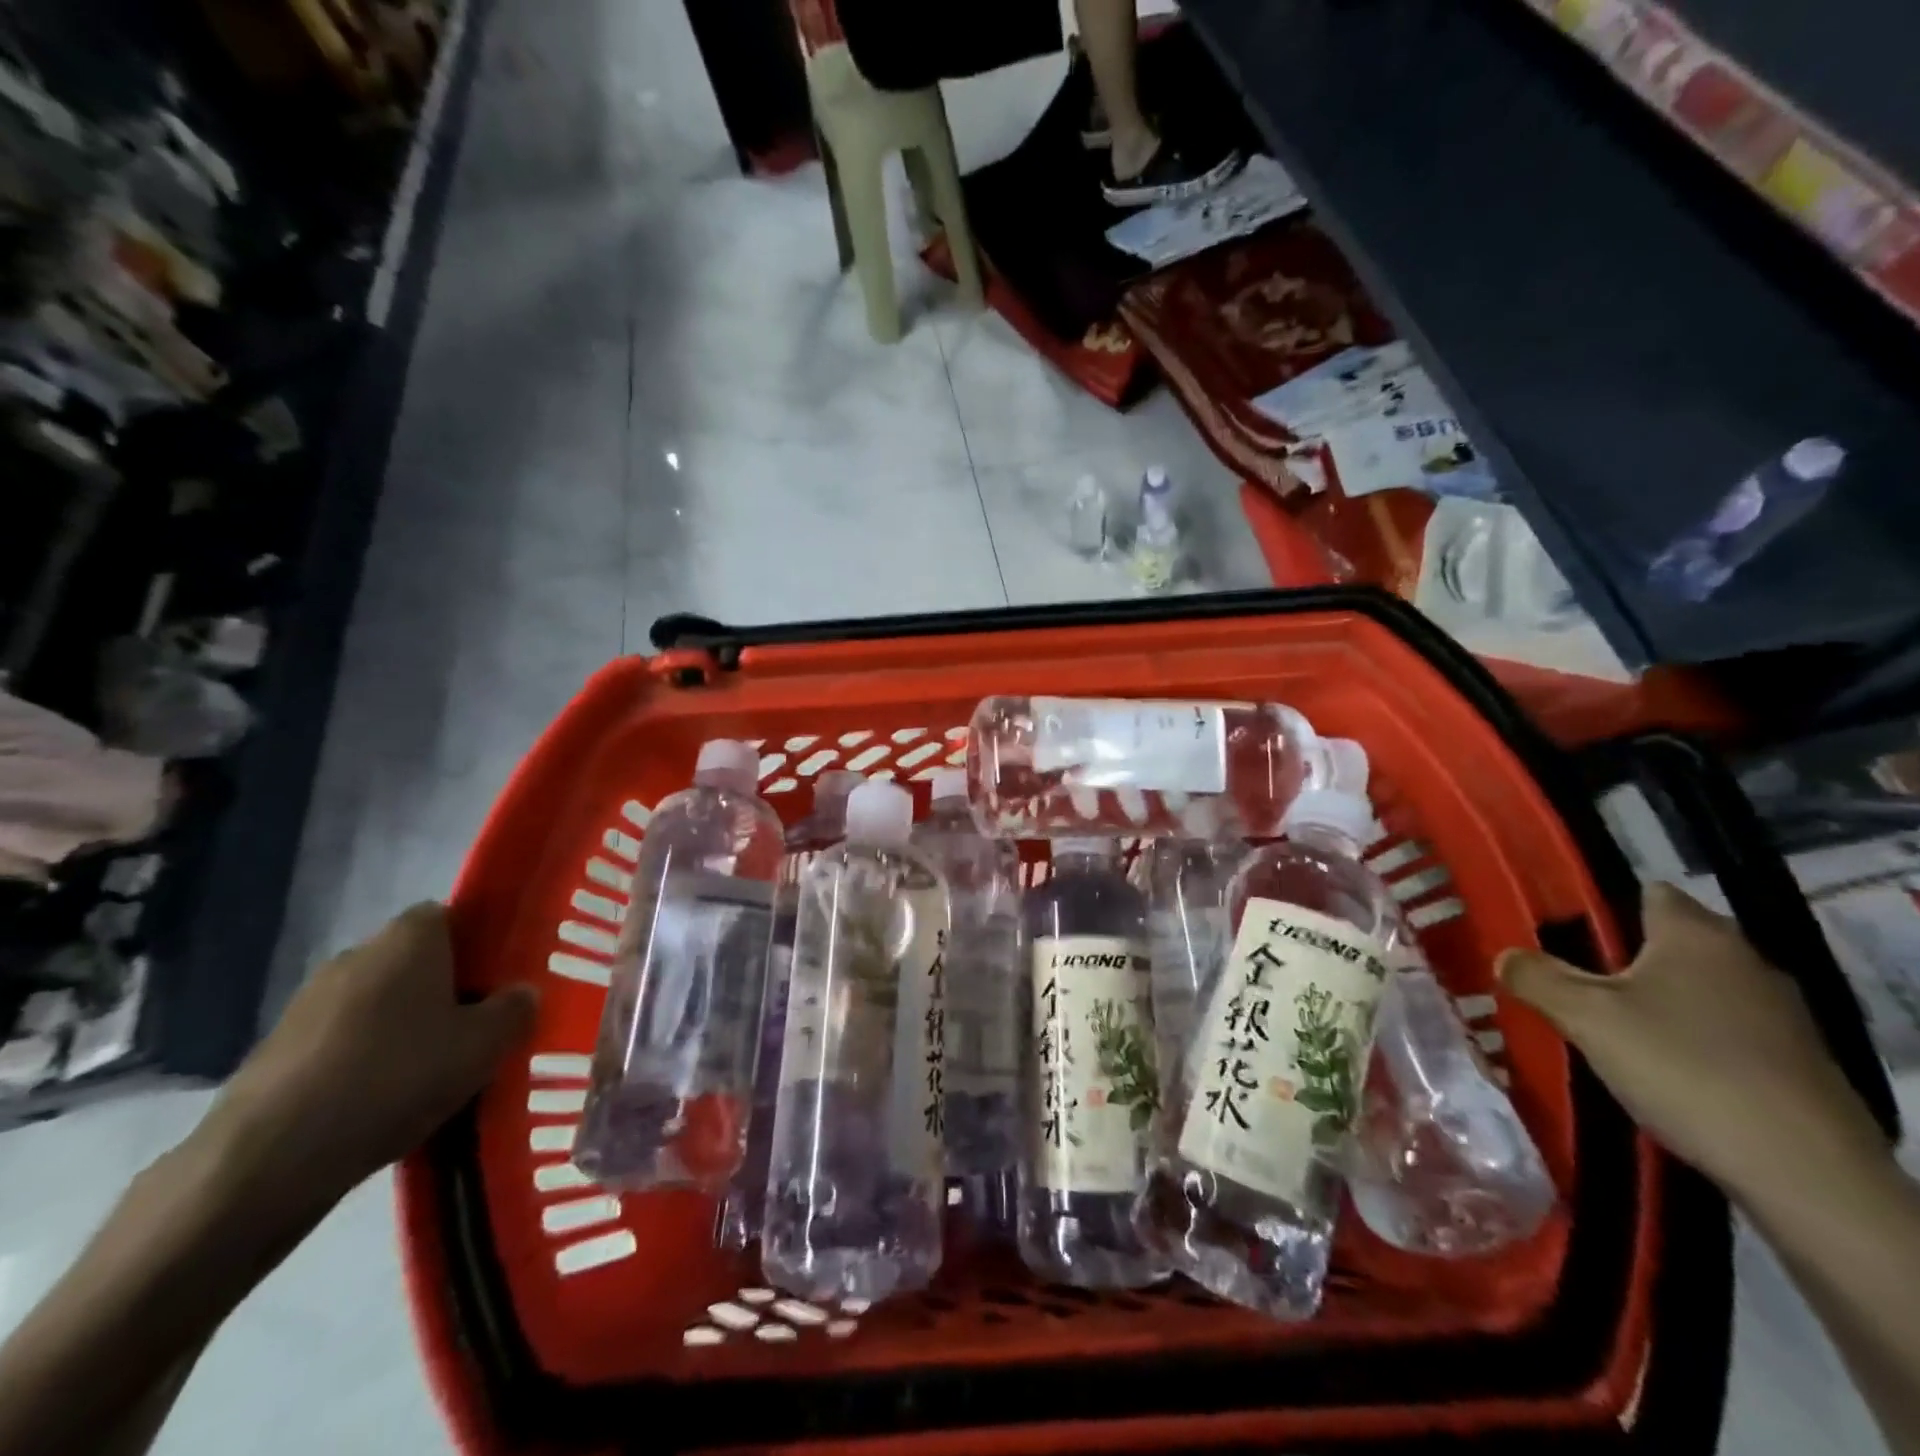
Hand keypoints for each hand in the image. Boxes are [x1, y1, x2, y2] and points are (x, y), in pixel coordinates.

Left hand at [210, 903, 536, 1215]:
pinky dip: (364, 1061)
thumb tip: (520, 994)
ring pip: (378, 1003)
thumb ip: (514, 1010)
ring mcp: (308, 1002)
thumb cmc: (396, 1077)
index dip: (478, 944)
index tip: (499, 981)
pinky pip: (342, 1042)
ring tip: (432, 1073)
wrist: (267, 1160)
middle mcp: (358, 954)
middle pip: (415, 961)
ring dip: (402, 1028)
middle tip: (475, 1029)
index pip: (451, 916)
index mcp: (409, 938)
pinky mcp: (276, 1051)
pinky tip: (382, 1102)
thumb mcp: (484, 1046)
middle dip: (444, 989)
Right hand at [1498, 882, 1888, 1206]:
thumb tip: (1506, 955)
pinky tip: (1659, 1068)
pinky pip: (1722, 1029)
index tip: (1557, 930)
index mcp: (1696, 933)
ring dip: (1654, 1002)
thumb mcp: (1585, 1017)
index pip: (1646, 892)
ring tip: (1604, 1027)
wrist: (1805, 1173)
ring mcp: (1780, 1013)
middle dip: (1618, 957)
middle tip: (1567, 981)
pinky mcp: (1795, 1061)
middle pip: (1667, 942)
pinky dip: (1688, 1038)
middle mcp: (1745, 959)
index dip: (1600, 904)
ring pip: (1694, 988)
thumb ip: (1537, 977)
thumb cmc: (1683, 1067)